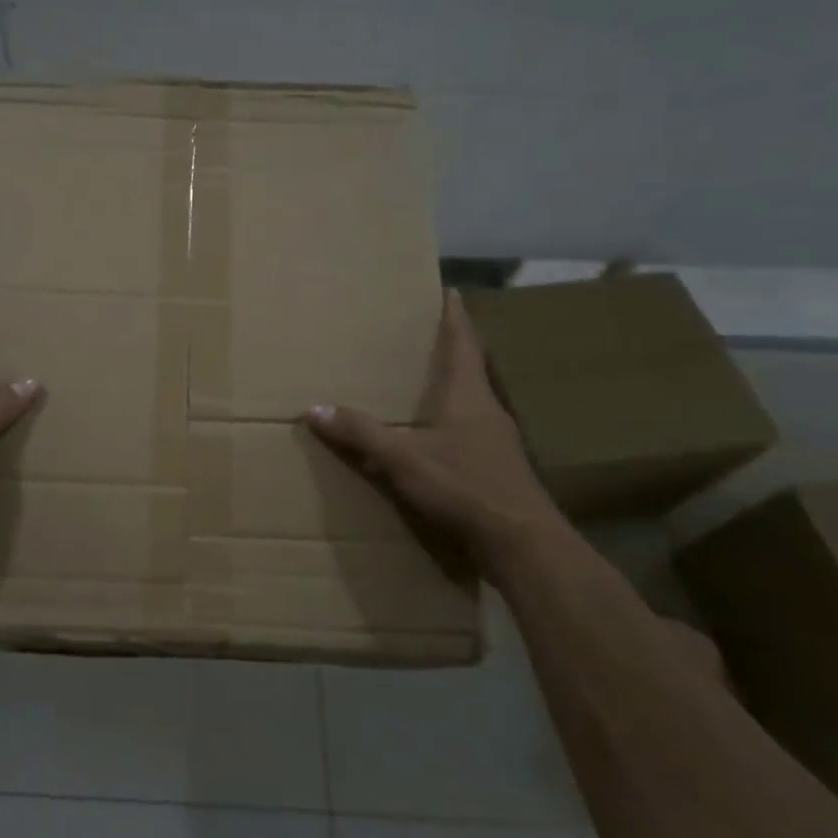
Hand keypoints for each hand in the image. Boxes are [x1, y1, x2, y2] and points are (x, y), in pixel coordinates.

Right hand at [306, 289, 562, 568]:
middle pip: (469, 370)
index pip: (463, 343)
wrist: (522, 545)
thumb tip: (314, 409)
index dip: (455, 317)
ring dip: (449, 389)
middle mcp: (487, 411)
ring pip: (470, 403)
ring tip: (421, 383)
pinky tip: (430, 439)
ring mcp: (495, 443)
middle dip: (449, 350)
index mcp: (469, 396)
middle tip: (423, 334)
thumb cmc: (465, 487)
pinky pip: (468, 434)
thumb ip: (361, 434)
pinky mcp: (495, 471)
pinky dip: (448, 425)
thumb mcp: (404, 459)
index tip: (450, 291)